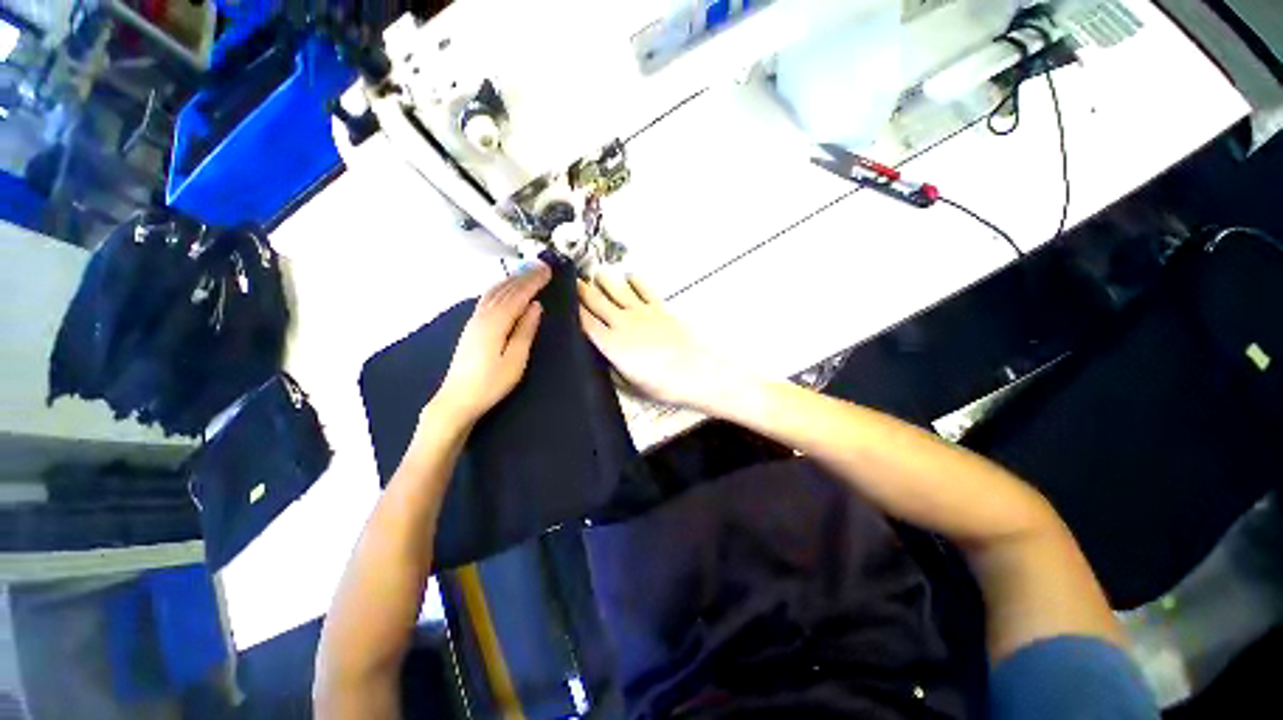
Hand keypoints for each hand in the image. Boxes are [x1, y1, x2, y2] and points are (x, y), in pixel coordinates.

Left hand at [433, 263, 550, 425]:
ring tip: (528, 271)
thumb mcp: (515, 360)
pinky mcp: (472, 326)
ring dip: (512, 279)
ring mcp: (474, 320)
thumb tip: (535, 306)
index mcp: (495, 323)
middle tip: (542, 266)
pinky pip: (488, 298)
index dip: (533, 282)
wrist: (457, 399)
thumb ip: (525, 331)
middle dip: (524, 276)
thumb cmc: (491, 383)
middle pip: (505, 289)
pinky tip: (505, 288)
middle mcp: (482, 315)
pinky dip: (500, 288)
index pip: (518, 295)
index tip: (548, 270)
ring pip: (494, 291)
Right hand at [578, 272, 731, 408]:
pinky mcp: (660, 307)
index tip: (562, 299)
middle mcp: (622, 322)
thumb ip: (612, 368)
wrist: (697, 372)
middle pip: (596, 301)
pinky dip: (634, 280)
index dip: (572, 309)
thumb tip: (605, 356)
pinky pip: (643, 288)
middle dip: (582, 289)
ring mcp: (642, 312)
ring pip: (617, 289)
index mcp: (611, 344)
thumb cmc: (662, 385)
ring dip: (604, 280)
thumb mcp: (629, 385)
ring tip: (596, 274)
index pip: (585, 322)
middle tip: (572, 279)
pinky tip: (629, 276)